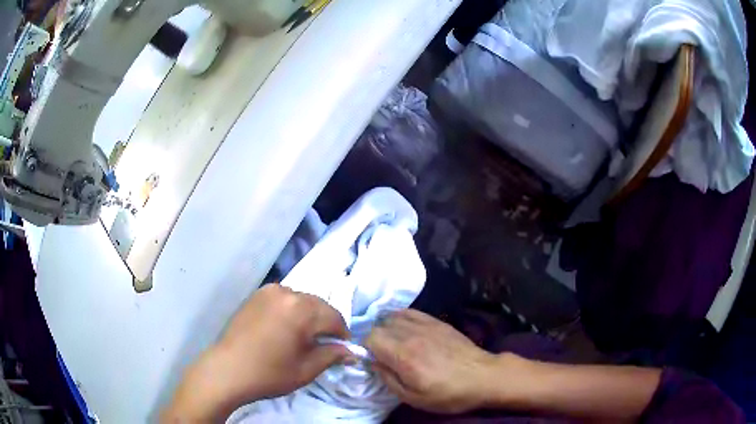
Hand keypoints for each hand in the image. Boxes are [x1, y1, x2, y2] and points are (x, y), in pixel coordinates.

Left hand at [163, 284, 349, 421]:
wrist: (227, 370)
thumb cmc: (269, 373)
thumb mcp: (306, 369)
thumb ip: (332, 355)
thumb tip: (351, 351)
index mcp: (301, 309)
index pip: (334, 317)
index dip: (342, 335)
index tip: (342, 350)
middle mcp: (287, 292)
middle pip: (318, 306)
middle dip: (325, 324)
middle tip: (323, 345)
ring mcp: (269, 291)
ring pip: (301, 301)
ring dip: (308, 316)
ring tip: (302, 337)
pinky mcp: (256, 295)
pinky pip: (284, 299)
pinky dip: (291, 311)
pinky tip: (284, 329)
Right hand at [365, 309, 499, 413]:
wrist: (483, 377)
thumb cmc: (448, 393)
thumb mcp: (414, 398)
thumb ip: (388, 379)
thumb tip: (373, 363)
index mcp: (404, 355)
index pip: (370, 338)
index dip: (365, 348)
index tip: (371, 360)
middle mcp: (412, 334)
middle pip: (379, 325)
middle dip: (374, 339)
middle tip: (381, 355)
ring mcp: (426, 325)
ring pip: (392, 316)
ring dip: (386, 328)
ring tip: (392, 343)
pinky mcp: (437, 321)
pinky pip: (410, 312)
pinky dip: (400, 317)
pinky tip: (403, 328)